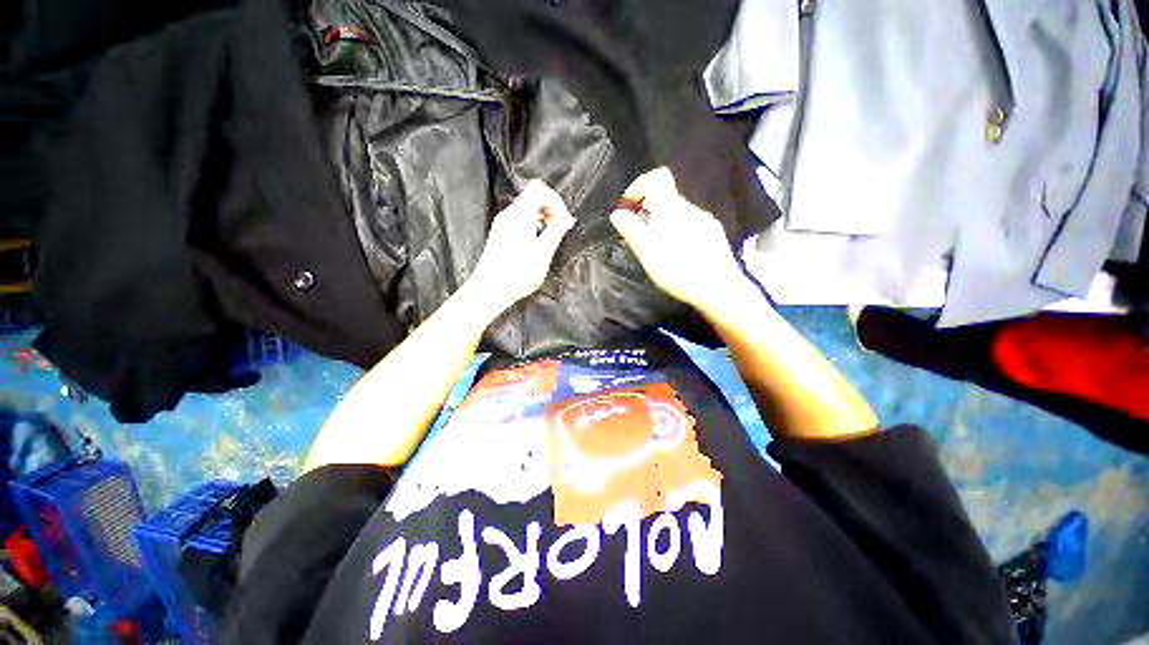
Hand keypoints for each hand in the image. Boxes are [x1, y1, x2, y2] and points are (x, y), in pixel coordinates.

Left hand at [469, 179, 575, 309]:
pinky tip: (535, 247)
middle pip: (533, 197)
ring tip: (547, 242)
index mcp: (520, 215)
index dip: (555, 200)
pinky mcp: (500, 234)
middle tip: (558, 231)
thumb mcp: (543, 253)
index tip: (562, 220)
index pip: (539, 188)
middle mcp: (509, 215)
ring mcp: (502, 224)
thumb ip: (556, 231)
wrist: (490, 289)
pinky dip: (532, 227)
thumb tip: (567, 219)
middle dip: (550, 211)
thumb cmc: (517, 274)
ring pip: (527, 210)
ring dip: (542, 221)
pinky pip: (519, 221)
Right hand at [610, 167, 751, 316]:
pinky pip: (689, 222)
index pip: (658, 177)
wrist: (720, 290)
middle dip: (647, 211)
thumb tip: (617, 213)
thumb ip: (632, 232)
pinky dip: (676, 230)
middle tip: (639, 237)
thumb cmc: (680, 272)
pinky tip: (677, 253)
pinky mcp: (713, 232)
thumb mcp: (649, 255)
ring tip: (657, 249)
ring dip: (661, 223)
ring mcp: (704, 220)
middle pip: (665, 197)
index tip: (631, 207)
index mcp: (672, 210)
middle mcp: (690, 209)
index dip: (640, 185)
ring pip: (677, 212)